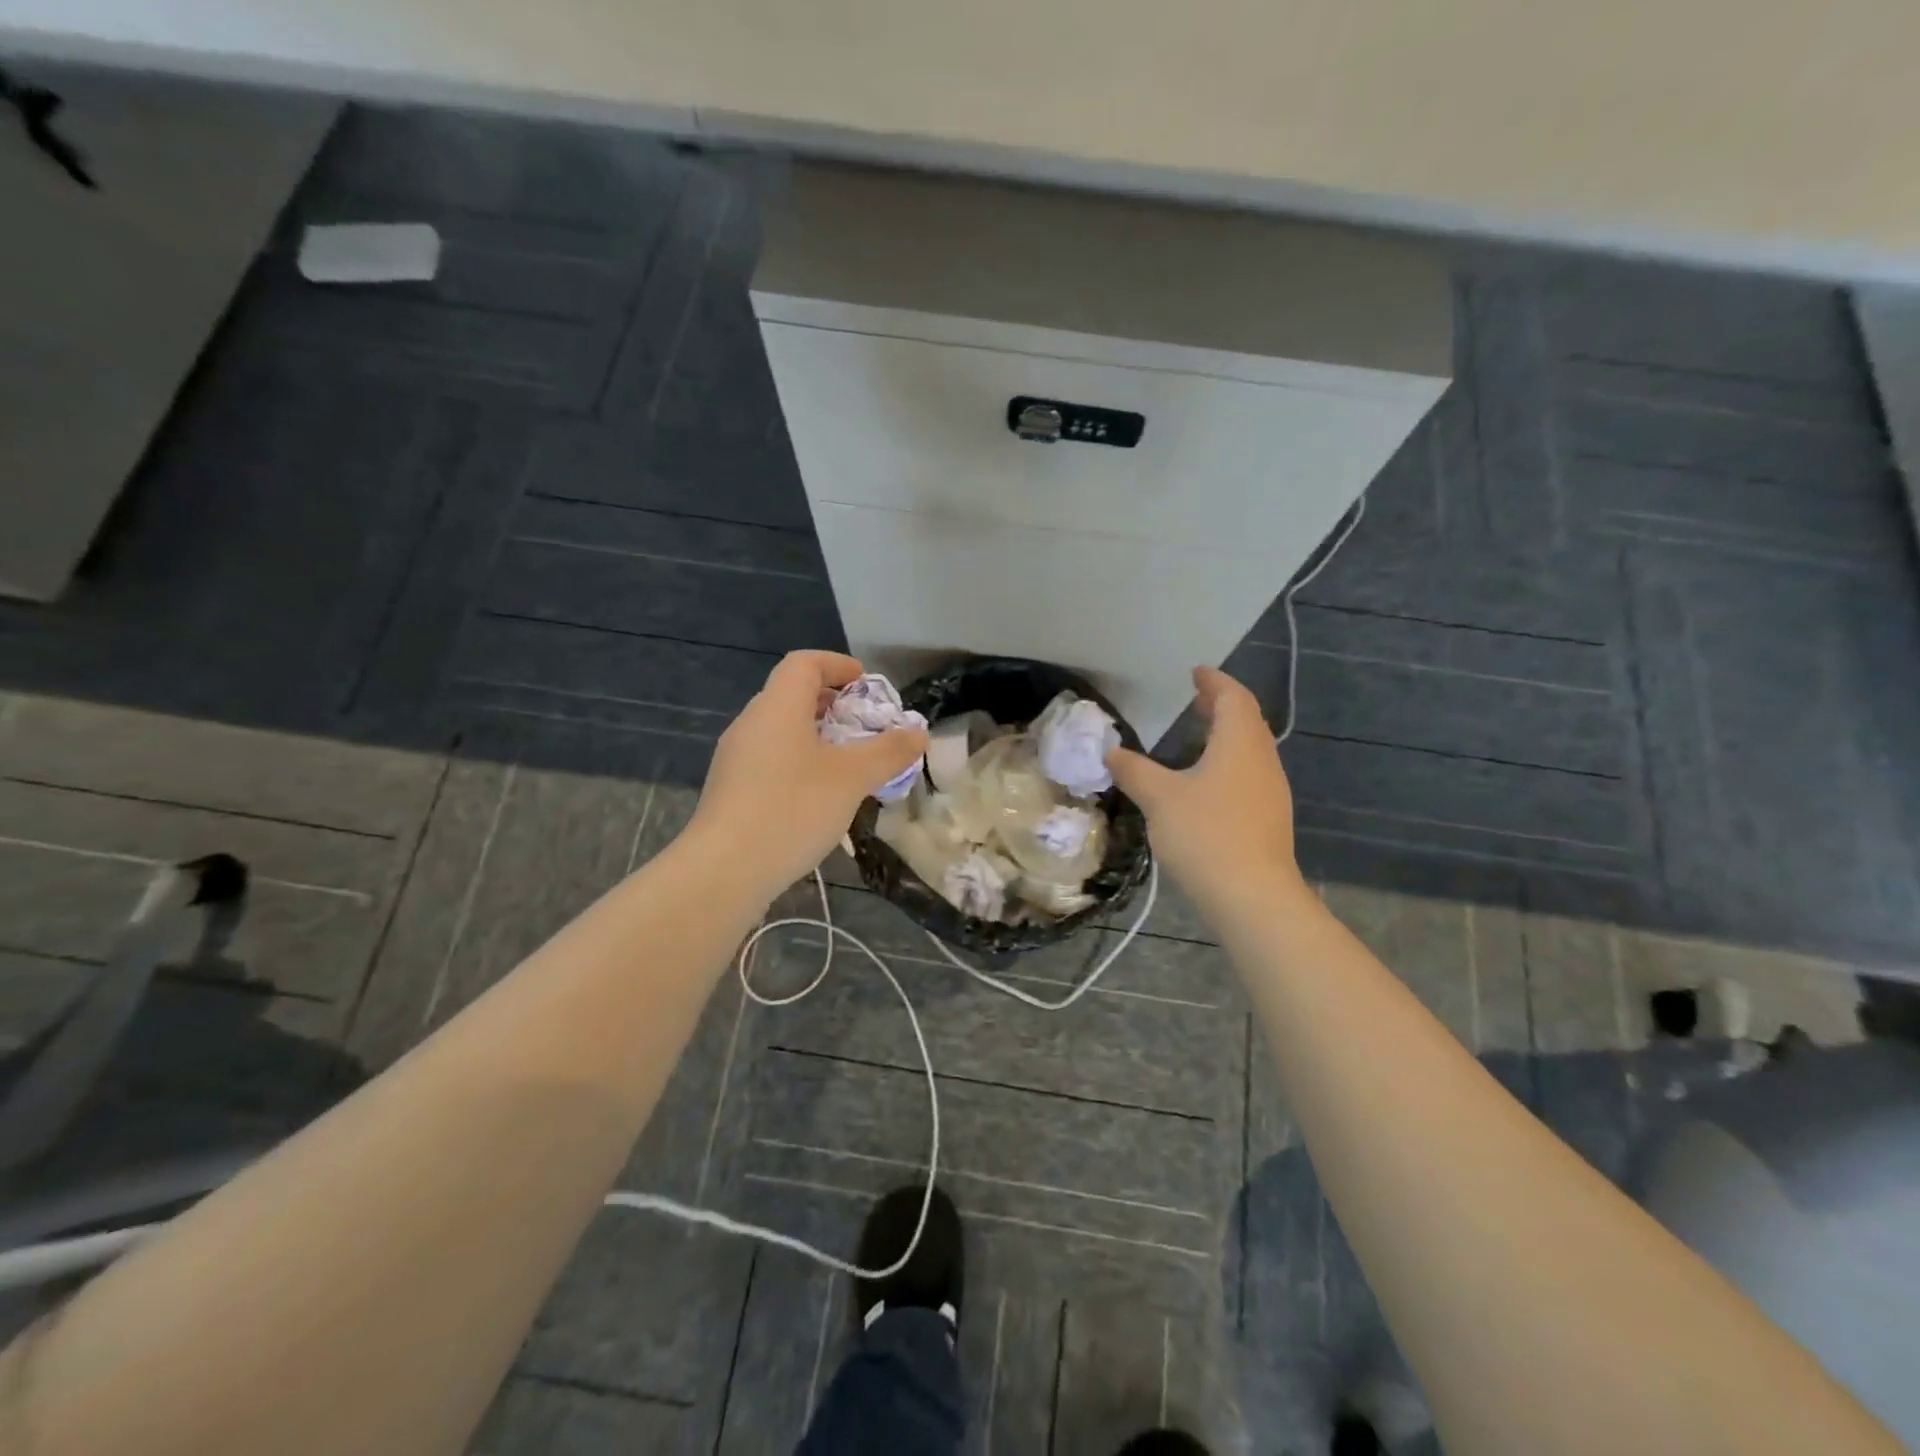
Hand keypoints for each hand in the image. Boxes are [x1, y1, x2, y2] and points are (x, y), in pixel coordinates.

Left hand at [689, 651, 927, 896]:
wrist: (724, 870)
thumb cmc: (792, 808)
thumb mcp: (852, 778)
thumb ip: (889, 752)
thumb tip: (919, 733)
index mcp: (778, 706)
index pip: (805, 662)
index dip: (838, 665)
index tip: (867, 684)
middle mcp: (751, 722)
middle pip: (792, 694)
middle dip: (833, 704)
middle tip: (865, 727)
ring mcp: (735, 757)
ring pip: (781, 730)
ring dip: (817, 737)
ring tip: (848, 765)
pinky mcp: (730, 789)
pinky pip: (771, 759)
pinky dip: (799, 762)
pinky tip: (818, 797)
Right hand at [1107, 667, 1305, 911]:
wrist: (1252, 897)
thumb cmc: (1205, 834)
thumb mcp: (1159, 798)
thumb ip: (1134, 770)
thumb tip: (1111, 752)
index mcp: (1240, 744)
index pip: (1233, 698)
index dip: (1215, 682)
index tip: (1196, 673)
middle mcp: (1262, 761)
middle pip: (1247, 721)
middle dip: (1222, 706)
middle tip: (1196, 699)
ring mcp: (1270, 792)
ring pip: (1250, 750)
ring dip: (1226, 736)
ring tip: (1199, 736)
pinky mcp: (1268, 819)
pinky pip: (1249, 775)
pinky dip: (1229, 763)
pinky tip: (1206, 783)